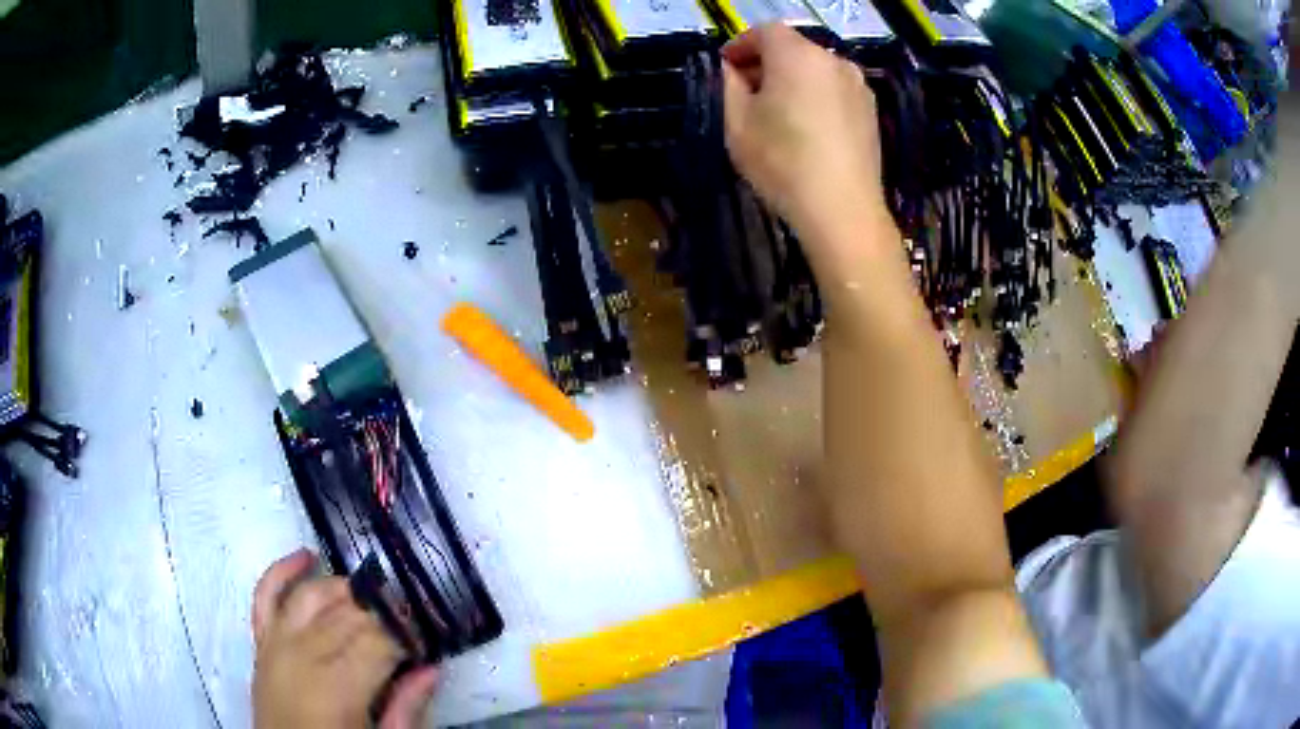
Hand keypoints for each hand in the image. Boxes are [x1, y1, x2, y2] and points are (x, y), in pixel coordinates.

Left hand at [252, 549, 438, 728]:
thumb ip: (406, 708)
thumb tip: (432, 668)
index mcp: (338, 686)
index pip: (380, 638)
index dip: (410, 631)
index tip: (431, 634)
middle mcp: (303, 653)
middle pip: (350, 614)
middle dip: (386, 611)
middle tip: (412, 619)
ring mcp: (276, 642)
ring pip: (315, 595)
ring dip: (346, 588)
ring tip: (374, 597)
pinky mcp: (261, 640)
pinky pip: (266, 593)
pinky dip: (283, 569)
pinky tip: (306, 555)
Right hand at [722, 24, 888, 257]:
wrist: (842, 210)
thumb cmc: (782, 162)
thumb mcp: (736, 122)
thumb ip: (729, 84)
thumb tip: (733, 69)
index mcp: (796, 55)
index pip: (764, 31)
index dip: (741, 45)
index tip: (726, 67)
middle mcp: (832, 60)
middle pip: (793, 48)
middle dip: (766, 62)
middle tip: (748, 92)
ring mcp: (857, 85)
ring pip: (816, 69)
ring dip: (793, 79)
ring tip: (779, 113)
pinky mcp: (871, 111)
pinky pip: (835, 90)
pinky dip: (817, 96)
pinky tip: (808, 127)